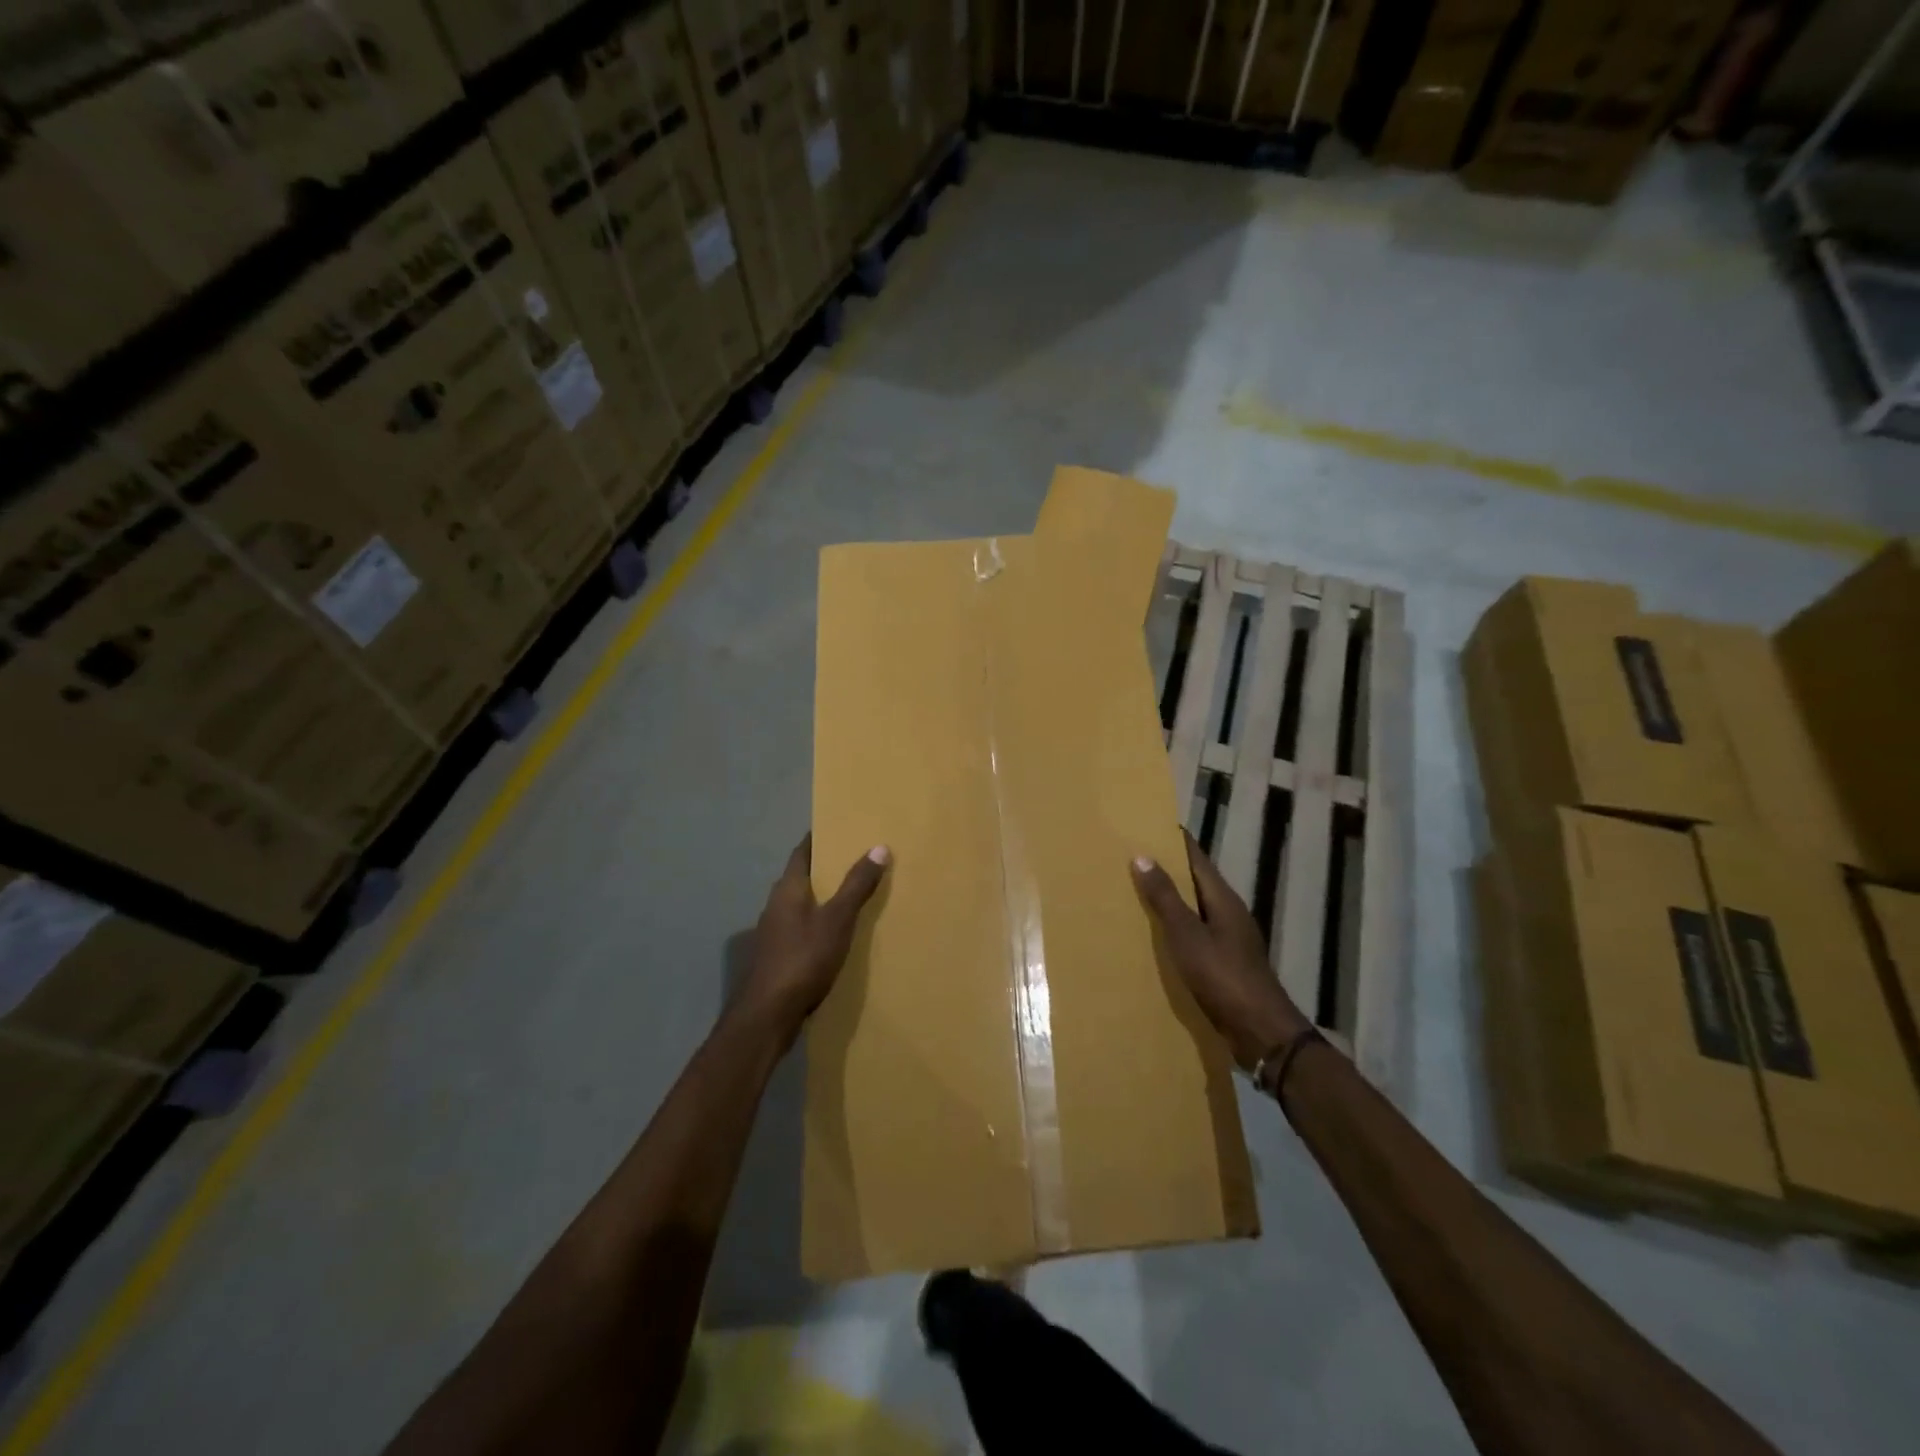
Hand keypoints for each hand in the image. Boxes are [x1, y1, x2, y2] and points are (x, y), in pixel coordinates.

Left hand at [734, 835, 890, 1045]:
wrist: (767, 1015)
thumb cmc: (803, 959)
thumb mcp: (838, 919)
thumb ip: (857, 885)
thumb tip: (879, 847)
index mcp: (788, 889)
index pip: (802, 852)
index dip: (819, 838)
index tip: (840, 826)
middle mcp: (775, 905)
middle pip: (802, 877)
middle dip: (826, 867)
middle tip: (856, 857)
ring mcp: (774, 933)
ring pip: (801, 904)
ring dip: (823, 897)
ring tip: (853, 894)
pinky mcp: (777, 957)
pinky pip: (802, 928)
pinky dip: (819, 922)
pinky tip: (837, 934)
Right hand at [1132, 831, 1309, 1066]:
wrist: (1260, 1032)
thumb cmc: (1223, 977)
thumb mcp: (1187, 935)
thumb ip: (1165, 898)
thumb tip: (1142, 855)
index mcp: (1223, 899)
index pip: (1196, 857)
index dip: (1175, 840)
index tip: (1148, 824)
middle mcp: (1229, 913)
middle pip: (1195, 881)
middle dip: (1167, 868)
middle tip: (1131, 856)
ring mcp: (1229, 940)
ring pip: (1195, 908)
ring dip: (1170, 899)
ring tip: (1135, 892)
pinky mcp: (1225, 963)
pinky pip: (1195, 934)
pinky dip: (1174, 927)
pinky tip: (1155, 936)